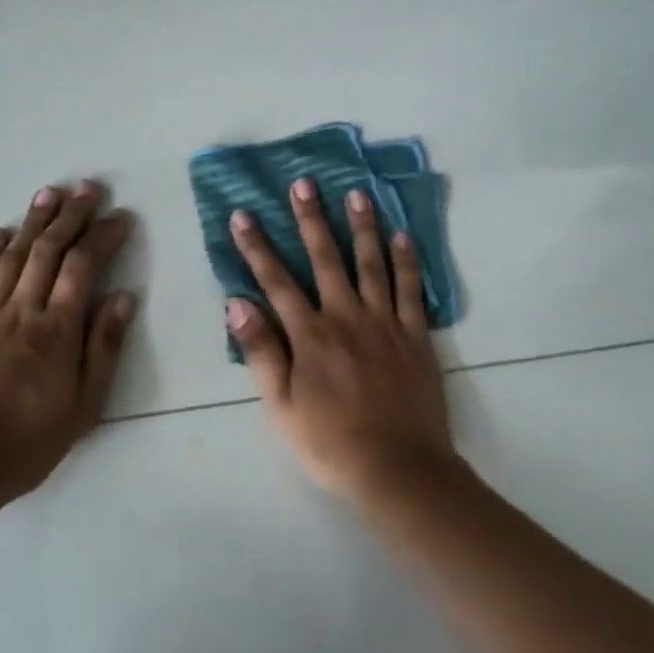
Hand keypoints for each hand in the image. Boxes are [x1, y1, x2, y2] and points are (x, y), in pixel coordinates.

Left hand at [0, 182, 136, 499]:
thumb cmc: (26, 443)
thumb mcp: (83, 406)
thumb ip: (104, 348)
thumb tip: (123, 298)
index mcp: (56, 330)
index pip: (83, 267)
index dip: (102, 236)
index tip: (120, 216)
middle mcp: (21, 311)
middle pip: (48, 251)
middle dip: (70, 216)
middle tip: (87, 188)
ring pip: (12, 258)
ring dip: (32, 223)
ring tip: (49, 195)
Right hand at [226, 177, 455, 503]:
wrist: (398, 469)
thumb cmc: (331, 444)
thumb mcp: (280, 408)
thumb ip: (261, 353)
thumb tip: (237, 303)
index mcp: (310, 336)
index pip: (276, 282)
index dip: (256, 247)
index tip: (243, 214)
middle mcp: (346, 317)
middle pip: (325, 259)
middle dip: (311, 219)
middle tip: (304, 183)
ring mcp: (385, 322)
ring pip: (371, 263)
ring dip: (362, 226)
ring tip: (357, 193)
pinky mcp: (416, 335)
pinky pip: (412, 289)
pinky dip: (407, 260)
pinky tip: (402, 235)